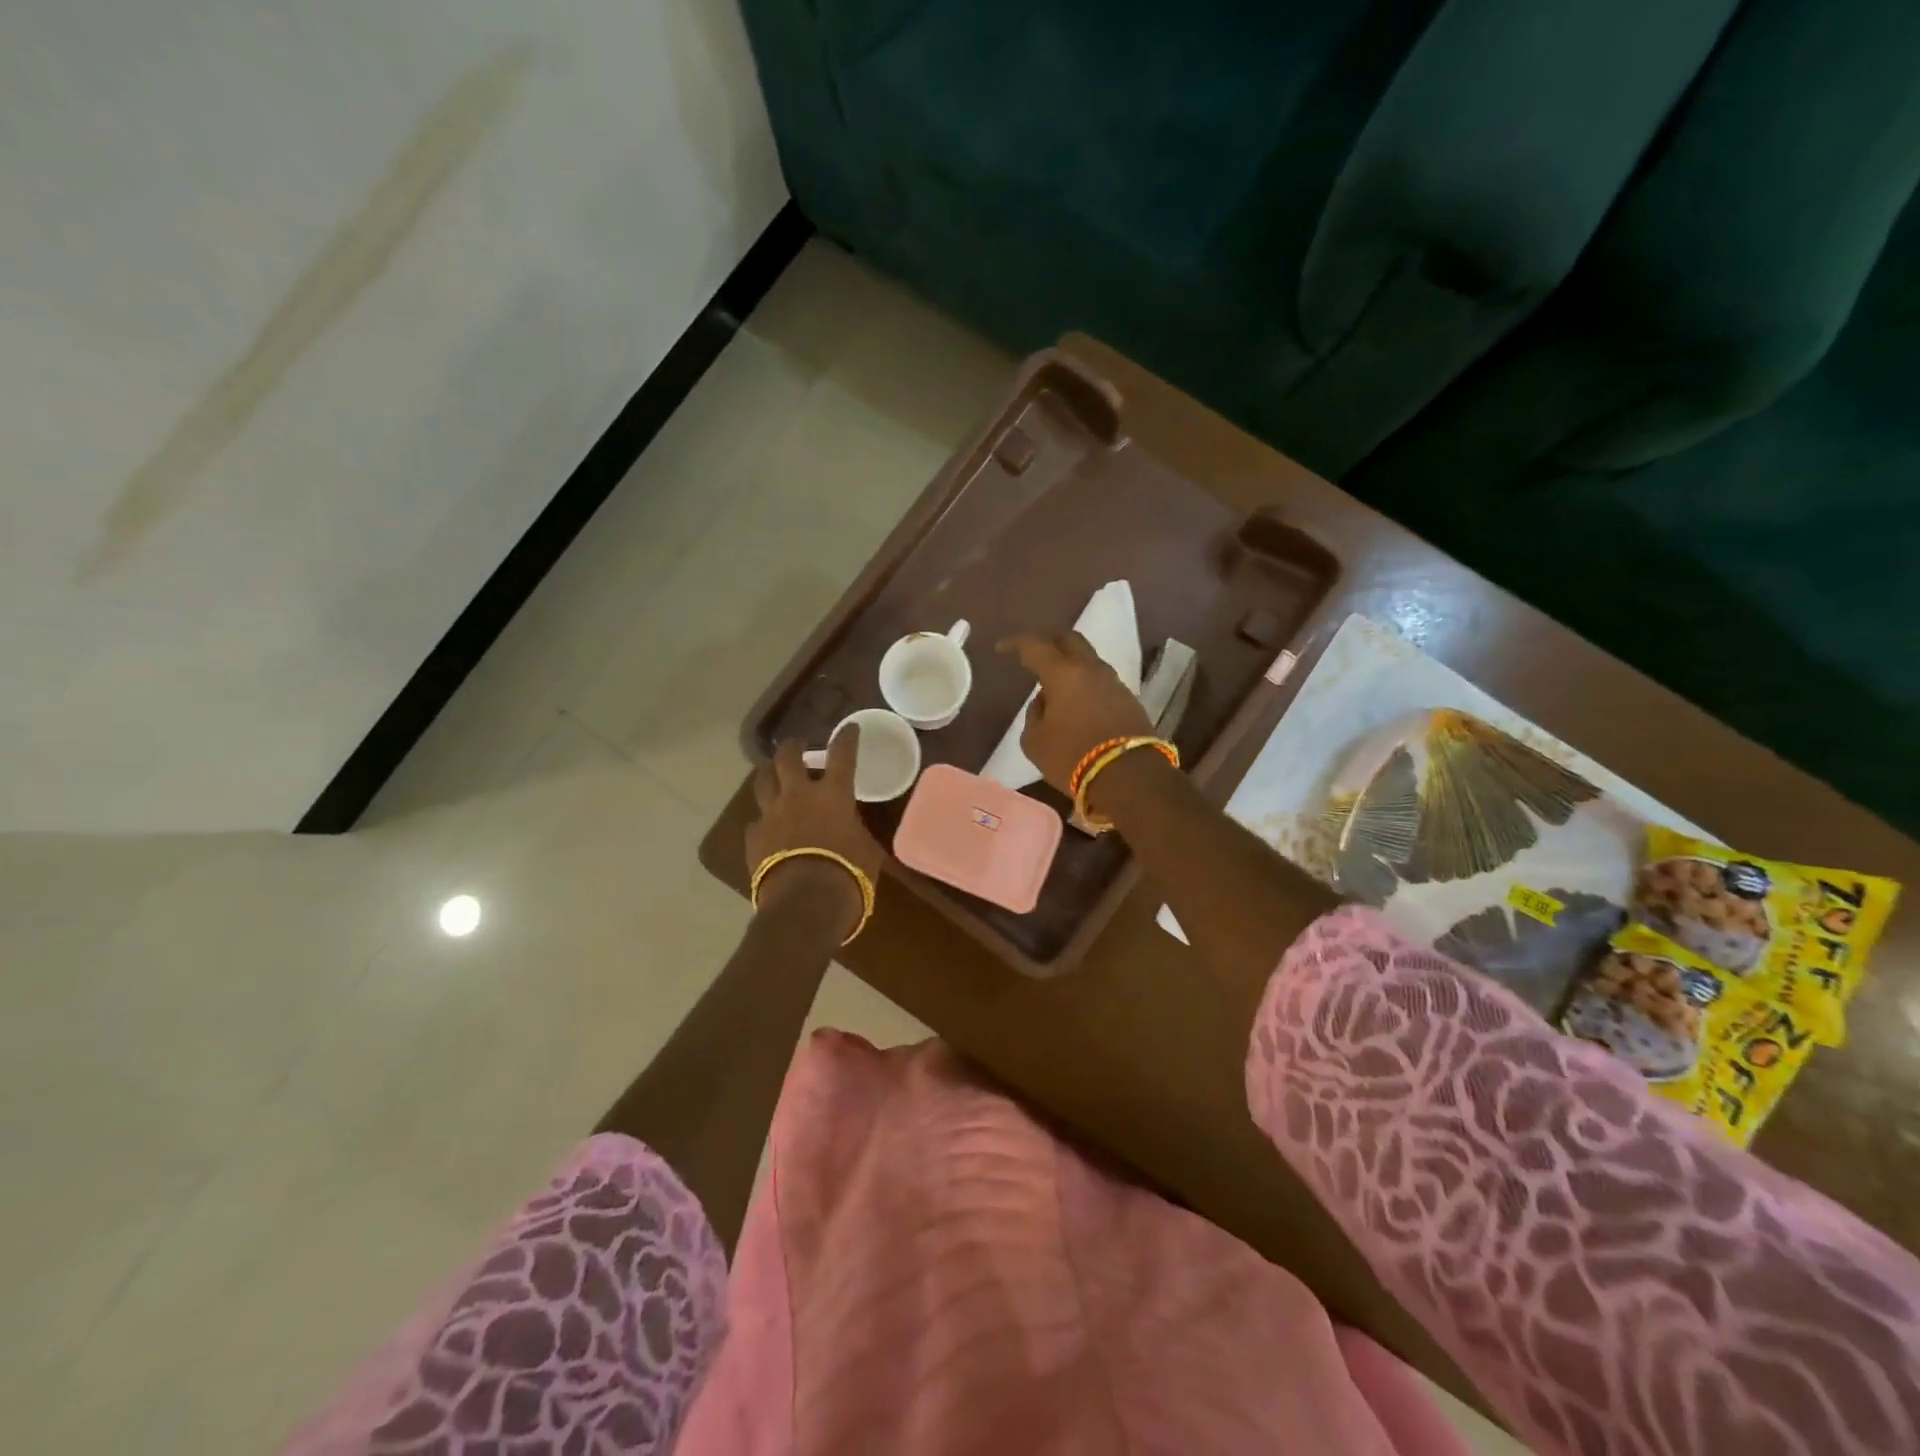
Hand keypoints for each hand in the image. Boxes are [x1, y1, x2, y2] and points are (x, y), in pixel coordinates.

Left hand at [745, 731, 883, 936]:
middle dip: (792, 747)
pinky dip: (763, 821)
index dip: (846, 738)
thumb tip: (853, 833)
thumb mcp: (867, 851)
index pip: (842, 755)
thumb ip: (856, 833)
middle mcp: (798, 796)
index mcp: (833, 795)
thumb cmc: (848, 875)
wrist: (805, 902)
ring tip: (773, 776)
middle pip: (788, 758)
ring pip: (763, 783)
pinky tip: (767, 828)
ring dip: (770, 776)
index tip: (848, 728)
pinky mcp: (753, 838)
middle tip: (796, 746)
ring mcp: (771, 815)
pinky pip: (756, 821)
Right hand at [998, 631, 1152, 795]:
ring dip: (1070, 668)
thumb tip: (1045, 701)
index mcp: (1063, 674)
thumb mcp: (1035, 742)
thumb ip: (1034, 715)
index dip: (1016, 643)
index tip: (1002, 649)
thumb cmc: (1073, 757)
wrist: (1130, 777)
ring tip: (1055, 689)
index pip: (1035, 646)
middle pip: (1070, 640)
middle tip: (1034, 656)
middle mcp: (1091, 670)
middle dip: (1049, 643)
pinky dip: (1086, 687)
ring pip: (1088, 662)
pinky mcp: (1129, 701)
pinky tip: (1077, 707)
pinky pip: (1101, 683)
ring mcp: (1114, 683)